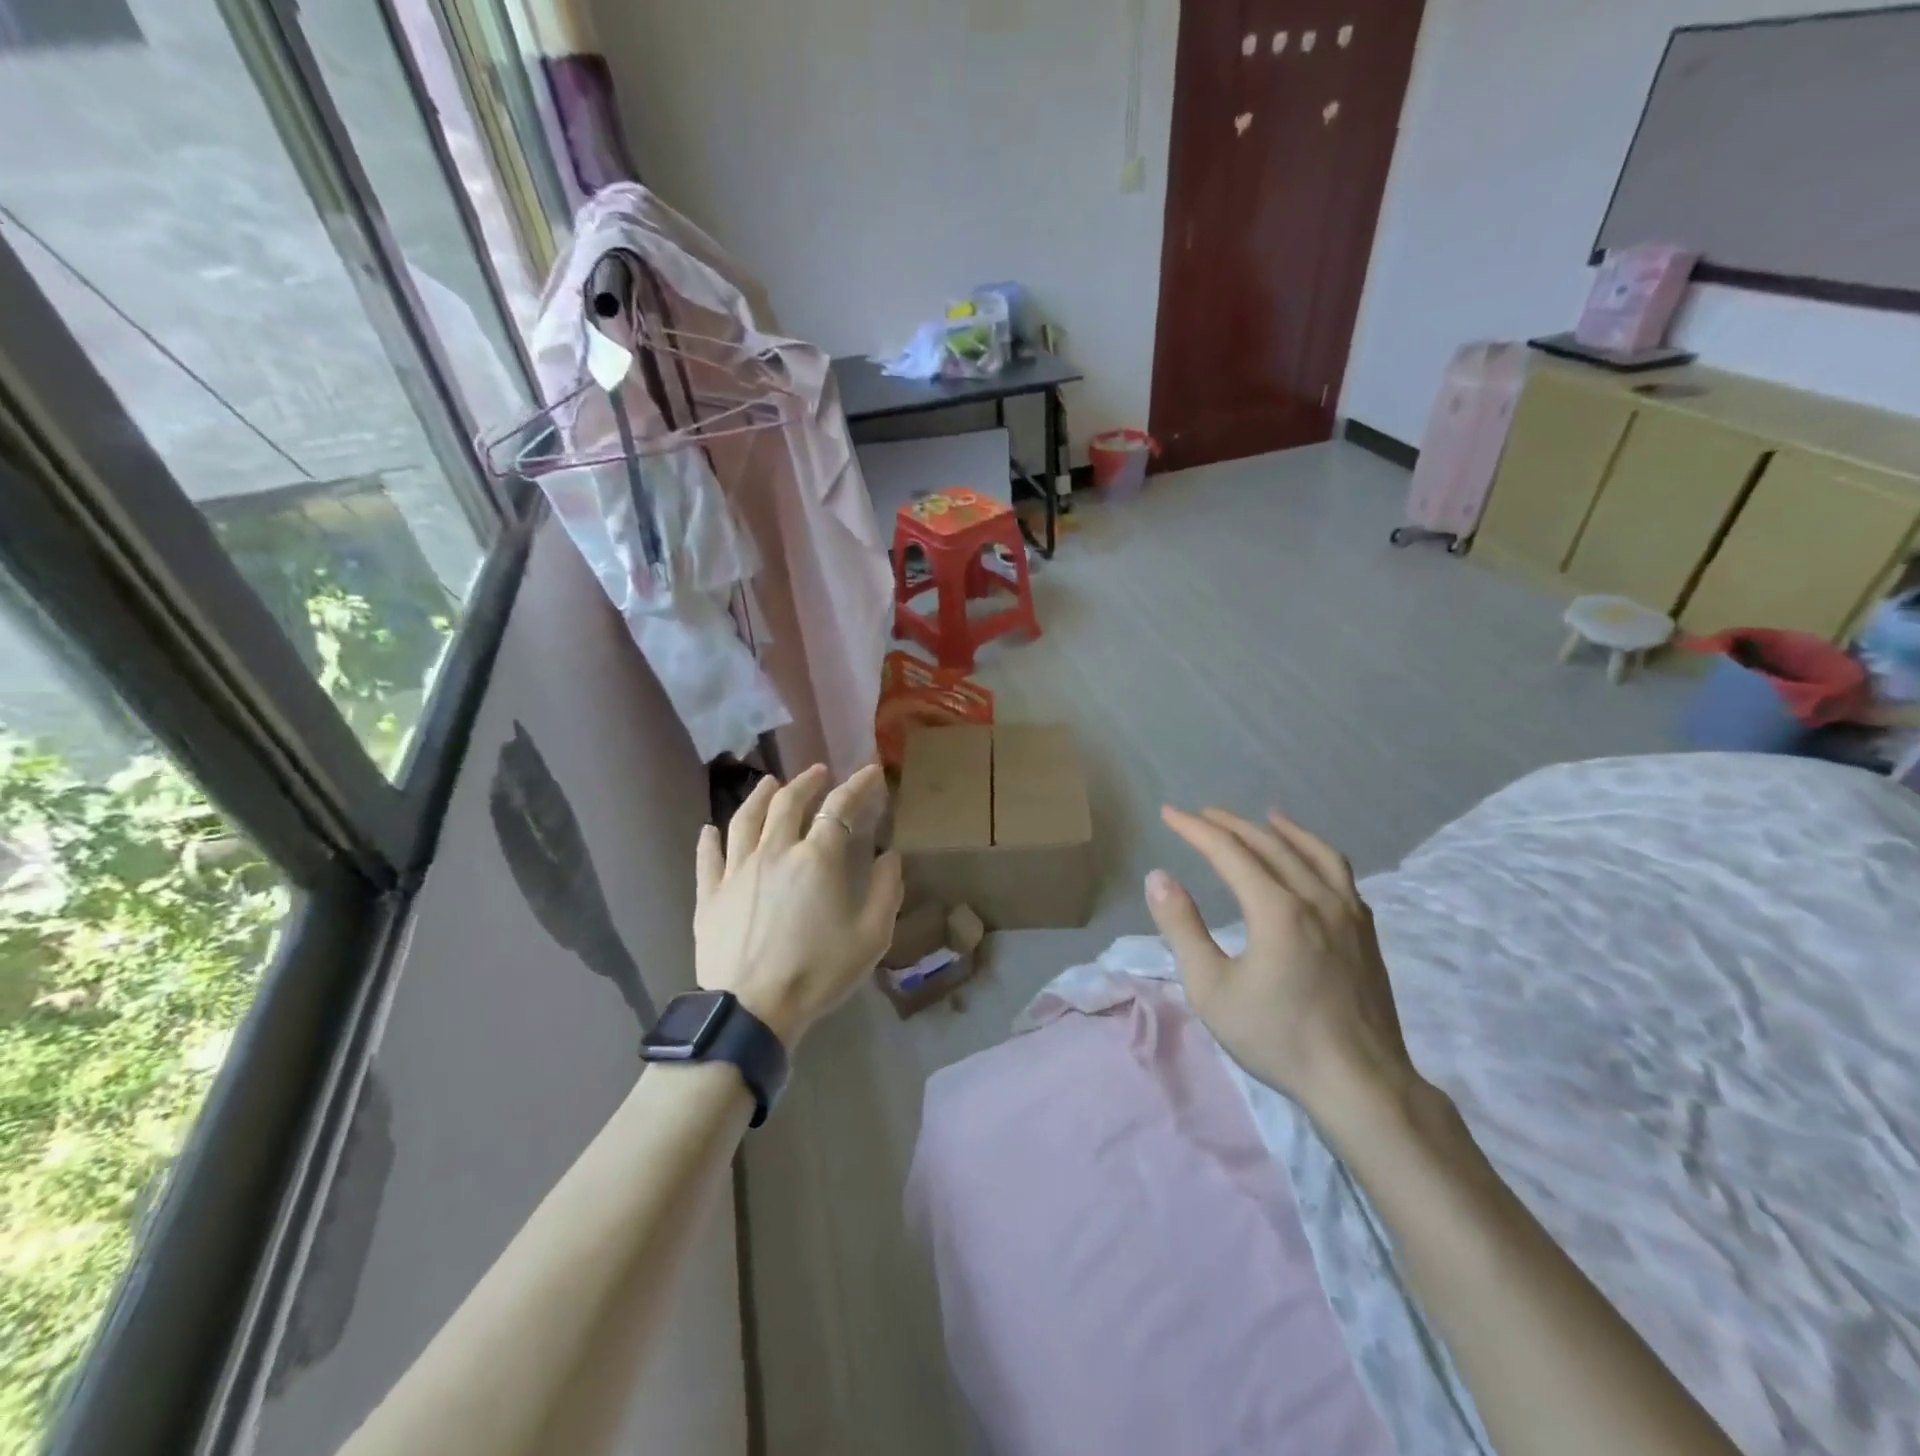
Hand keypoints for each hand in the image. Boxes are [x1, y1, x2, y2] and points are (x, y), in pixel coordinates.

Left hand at [695, 764, 903, 1048]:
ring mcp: (737, 871)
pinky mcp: (709, 895)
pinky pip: (708, 857)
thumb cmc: (818, 972)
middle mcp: (774, 852)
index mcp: (816, 859)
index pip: (839, 808)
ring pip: (745, 819)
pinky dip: (711, 839)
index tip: (871, 771)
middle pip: (787, 802)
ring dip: (760, 796)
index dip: (857, 785)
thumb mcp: (871, 937)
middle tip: (818, 772)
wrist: (752, 1011)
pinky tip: (711, 829)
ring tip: (770, 783)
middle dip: (806, 781)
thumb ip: (886, 891)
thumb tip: (889, 857)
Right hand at [1145, 805, 1418, 1127]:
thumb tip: (1159, 877)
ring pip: (1313, 852)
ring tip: (1265, 816)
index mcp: (1276, 908)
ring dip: (1282, 830)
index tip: (1169, 813)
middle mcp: (1315, 897)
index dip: (1195, 829)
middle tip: (1202, 813)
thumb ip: (1182, 928)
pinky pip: (1340, 874)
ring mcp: (1348, 912)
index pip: (1229, 851)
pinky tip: (1310, 862)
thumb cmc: (1277, 1037)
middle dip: (1231, 824)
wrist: (1359, 1083)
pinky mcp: (1366, 931)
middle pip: (1269, 843)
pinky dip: (1316, 853)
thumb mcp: (1211, 988)